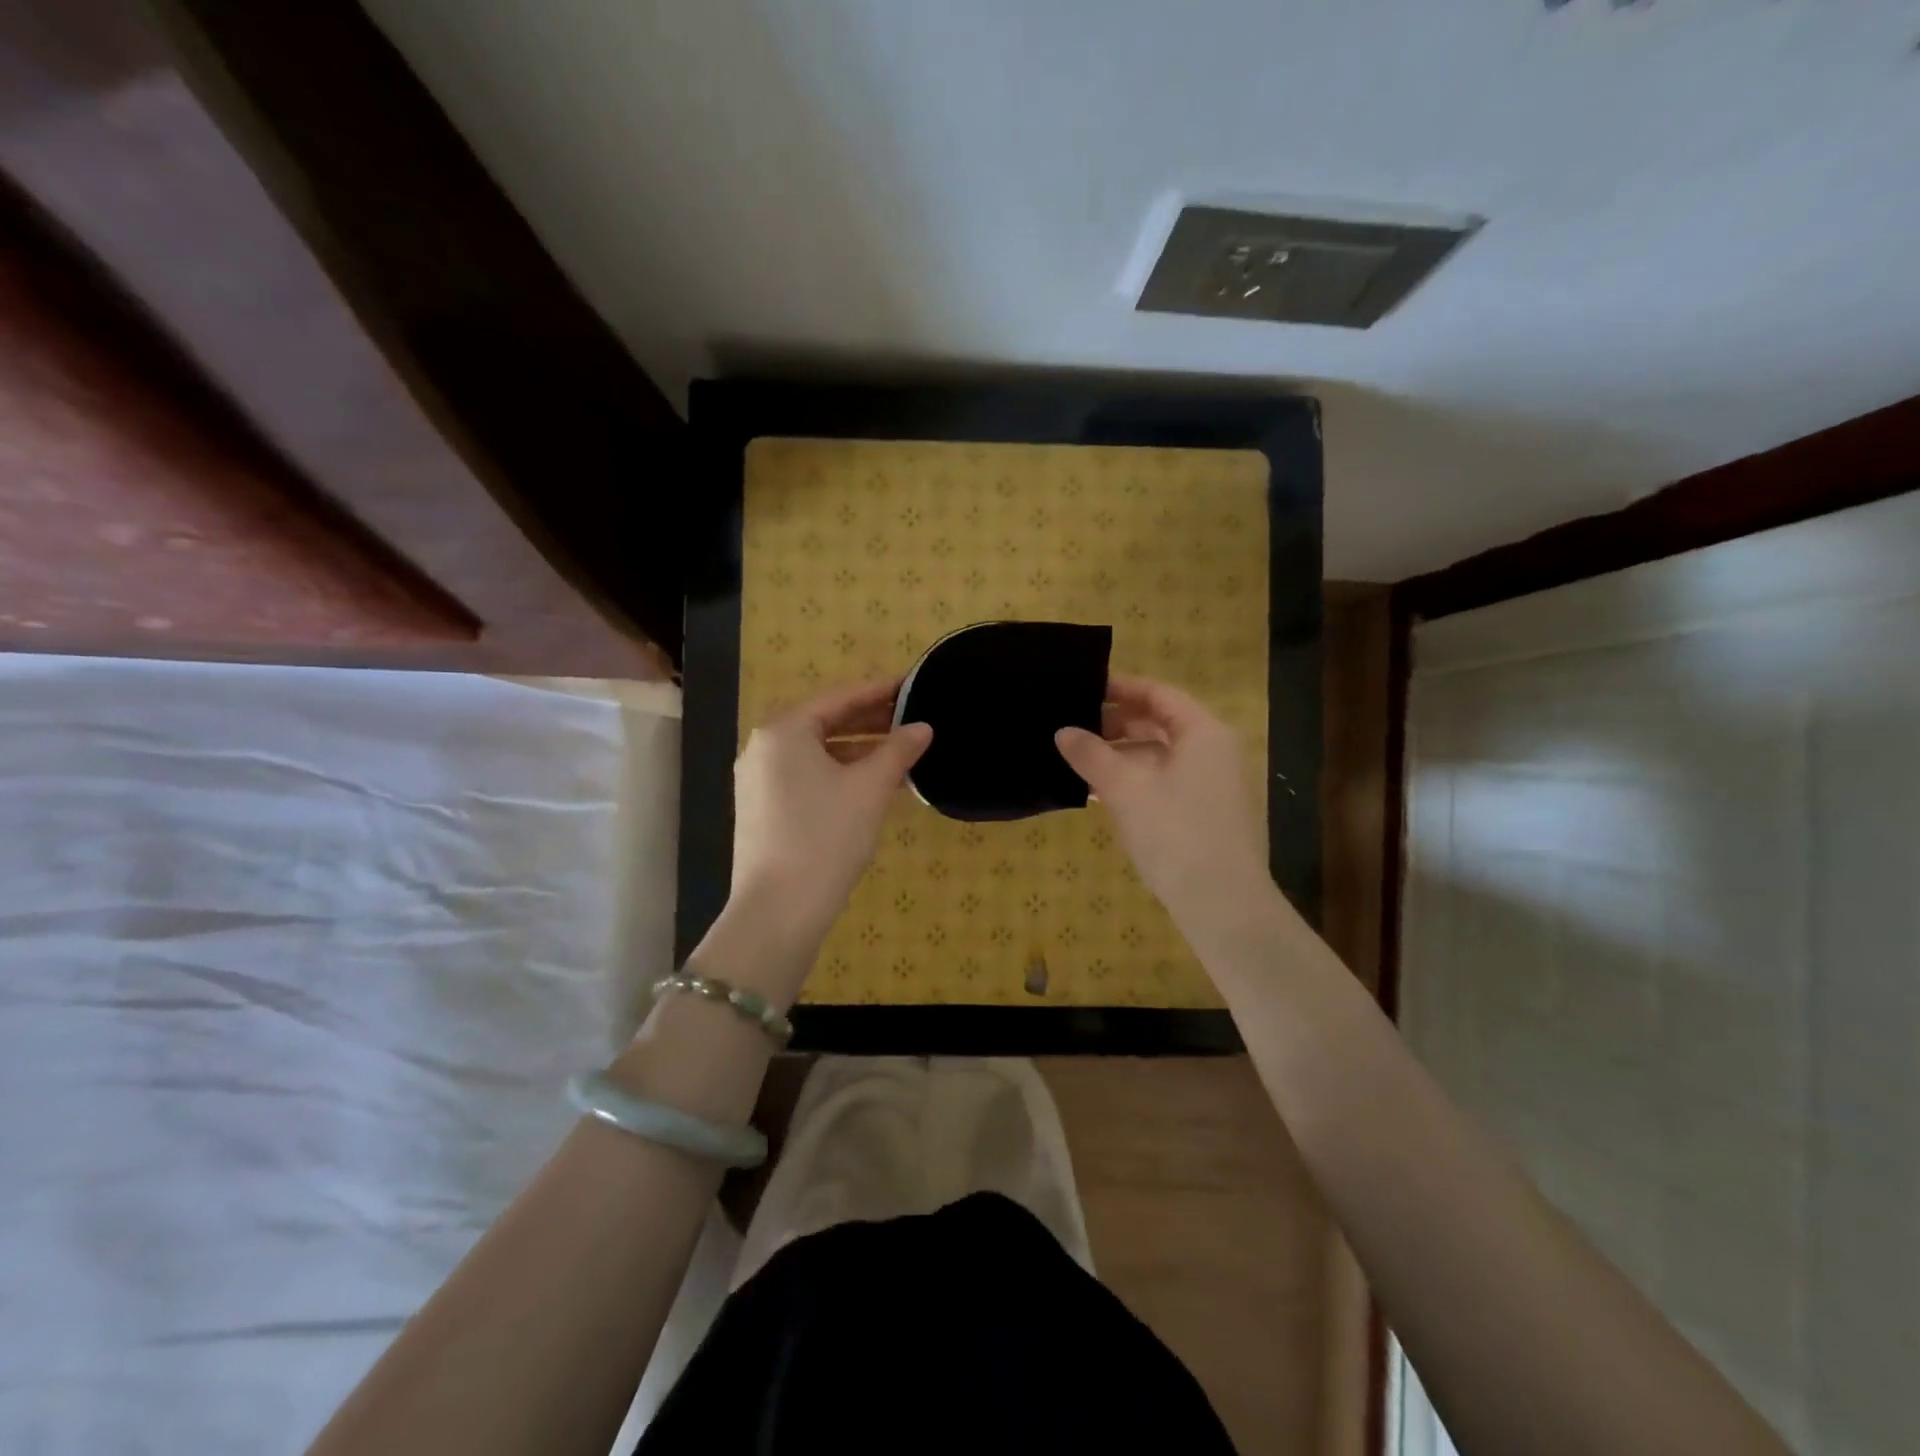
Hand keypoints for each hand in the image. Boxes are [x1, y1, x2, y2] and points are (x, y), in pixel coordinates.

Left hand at [729, 678, 931, 954]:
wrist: (778, 911)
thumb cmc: (826, 837)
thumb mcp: (870, 789)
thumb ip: (898, 750)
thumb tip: (923, 727)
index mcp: (784, 731)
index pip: (839, 698)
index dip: (878, 691)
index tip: (911, 685)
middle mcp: (763, 748)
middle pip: (824, 724)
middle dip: (869, 722)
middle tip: (911, 718)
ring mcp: (758, 781)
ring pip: (817, 753)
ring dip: (858, 752)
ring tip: (900, 754)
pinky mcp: (762, 810)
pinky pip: (806, 777)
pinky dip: (839, 775)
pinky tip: (872, 785)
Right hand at [1055, 675, 1273, 934]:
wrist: (1221, 904)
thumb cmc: (1174, 833)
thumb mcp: (1125, 789)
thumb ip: (1091, 755)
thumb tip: (1062, 731)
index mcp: (1202, 733)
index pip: (1158, 694)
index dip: (1120, 688)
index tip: (1083, 687)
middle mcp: (1213, 751)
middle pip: (1159, 723)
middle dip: (1115, 724)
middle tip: (1073, 726)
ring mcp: (1211, 784)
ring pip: (1159, 755)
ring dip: (1121, 755)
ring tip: (1079, 760)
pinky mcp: (1205, 813)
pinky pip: (1164, 782)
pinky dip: (1134, 780)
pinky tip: (1100, 792)